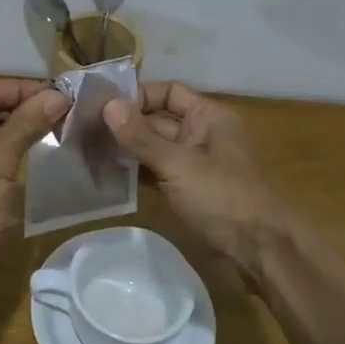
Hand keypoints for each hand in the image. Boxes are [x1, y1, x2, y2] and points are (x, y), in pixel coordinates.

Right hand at [103, 83, 295, 276]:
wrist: (259, 251)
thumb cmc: (223, 197)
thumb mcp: (178, 164)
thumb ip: (141, 136)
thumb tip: (107, 105)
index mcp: (208, 117)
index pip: (168, 92)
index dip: (137, 95)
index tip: (102, 105)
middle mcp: (201, 134)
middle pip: (158, 120)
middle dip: (126, 124)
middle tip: (84, 129)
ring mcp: (194, 165)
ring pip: (155, 148)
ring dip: (127, 149)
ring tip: (88, 150)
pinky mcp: (188, 191)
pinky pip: (157, 172)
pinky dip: (136, 172)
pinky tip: (108, 174)